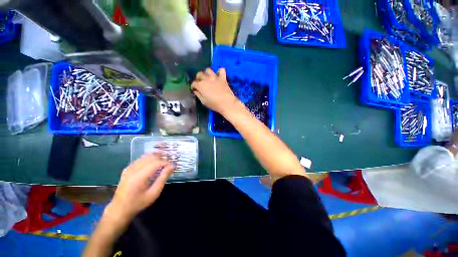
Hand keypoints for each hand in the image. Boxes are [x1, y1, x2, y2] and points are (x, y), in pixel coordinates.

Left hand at [105, 154, 173, 222]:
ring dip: (155, 158)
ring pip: (145, 156)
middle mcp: (133, 170)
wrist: (119, 209)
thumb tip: (171, 167)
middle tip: (167, 165)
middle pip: (151, 157)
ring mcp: (128, 168)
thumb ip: (163, 178)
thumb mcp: (154, 193)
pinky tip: (152, 165)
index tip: (172, 167)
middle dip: (161, 159)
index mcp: (139, 177)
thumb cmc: (138, 203)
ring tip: (161, 164)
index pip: (156, 163)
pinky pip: (140, 159)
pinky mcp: (127, 169)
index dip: (166, 163)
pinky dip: (148, 159)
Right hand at [191, 68, 241, 115]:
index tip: (194, 89)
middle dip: (198, 78)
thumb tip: (196, 91)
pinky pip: (221, 70)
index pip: (194, 83)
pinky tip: (218, 75)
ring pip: (208, 70)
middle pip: (199, 74)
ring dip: (206, 73)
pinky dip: (219, 72)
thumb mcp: (203, 101)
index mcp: (201, 85)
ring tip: (207, 78)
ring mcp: (215, 77)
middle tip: (200, 83)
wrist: (227, 103)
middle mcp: (206, 79)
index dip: (193, 86)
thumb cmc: (214, 104)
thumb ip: (198, 95)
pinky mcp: (223, 78)